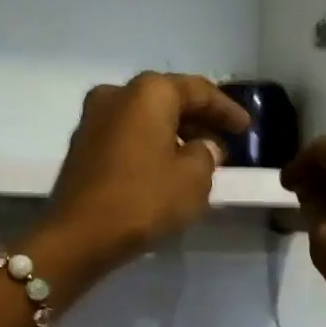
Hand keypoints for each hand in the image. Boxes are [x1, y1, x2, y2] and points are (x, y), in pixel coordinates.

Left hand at [31, 72, 250, 285]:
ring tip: (198, 158)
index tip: (246, 128)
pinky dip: (151, 145)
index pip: (198, 91)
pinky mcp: (82, 146)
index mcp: (149, 92)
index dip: (226, 109)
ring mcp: (93, 119)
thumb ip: (207, 155)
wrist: (79, 236)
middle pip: (168, 100)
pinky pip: (128, 137)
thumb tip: (202, 147)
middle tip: (224, 141)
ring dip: (174, 134)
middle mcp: (117, 94)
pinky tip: (166, 168)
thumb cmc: (143, 200)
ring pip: (145, 118)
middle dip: (198, 120)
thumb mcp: (193, 180)